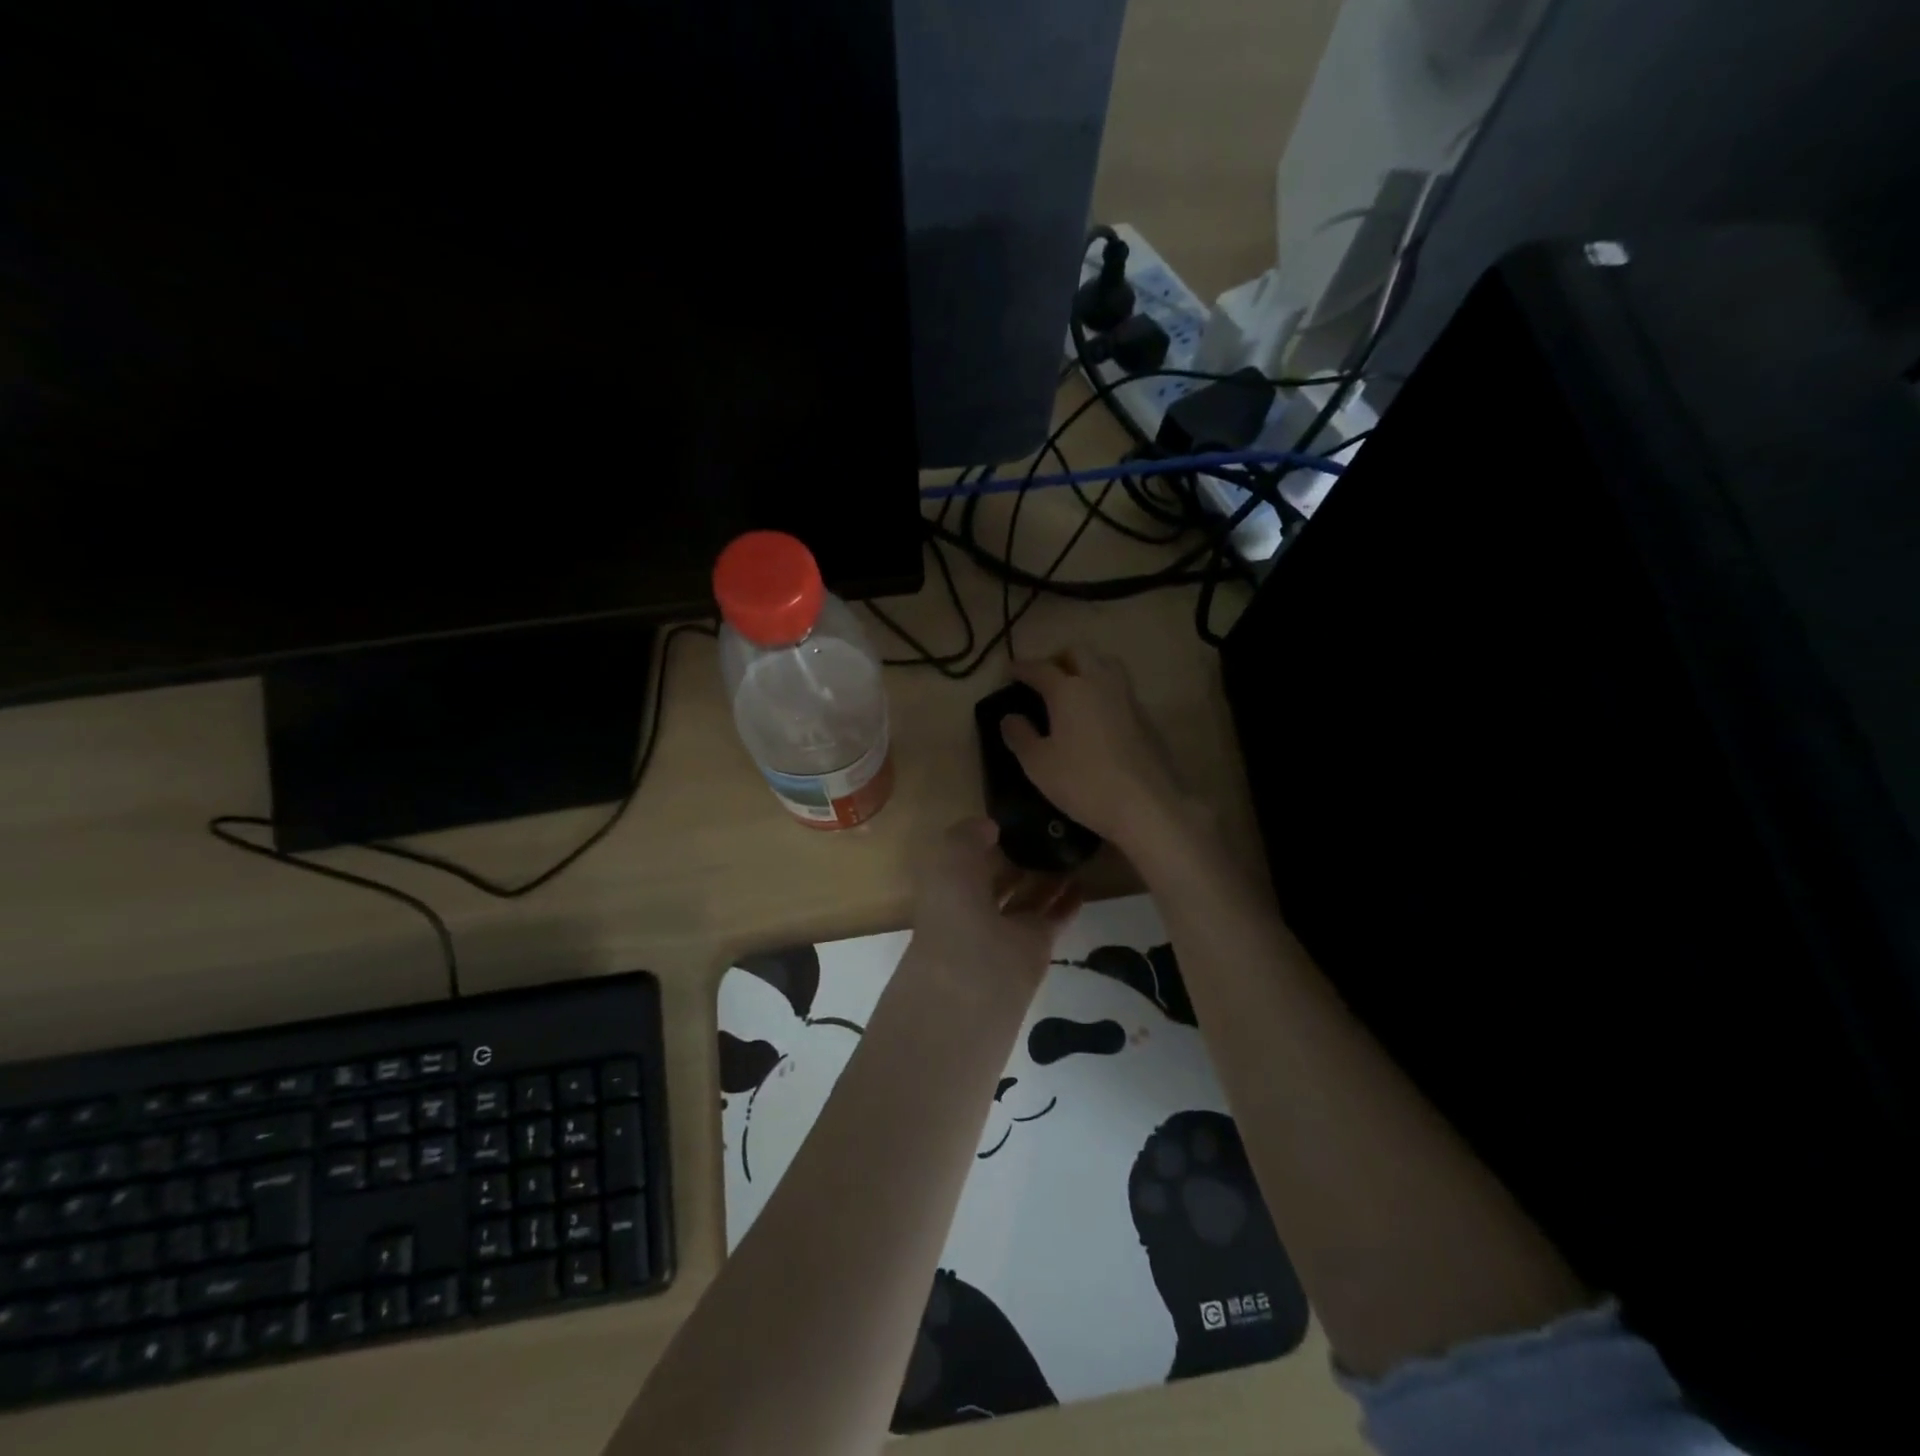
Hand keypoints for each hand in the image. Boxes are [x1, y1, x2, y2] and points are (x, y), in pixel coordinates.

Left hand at [908, 818, 1080, 996]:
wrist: (974, 986)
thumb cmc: (954, 913)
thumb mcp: (950, 860)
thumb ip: (968, 836)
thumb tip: (990, 826)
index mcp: (946, 887)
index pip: (966, 858)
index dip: (983, 838)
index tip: (1010, 816)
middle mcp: (974, 907)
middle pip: (999, 877)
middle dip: (1016, 856)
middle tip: (1046, 828)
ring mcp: (1007, 928)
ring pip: (1029, 896)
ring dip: (1048, 875)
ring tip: (1072, 846)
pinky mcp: (1037, 945)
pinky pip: (1055, 916)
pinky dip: (1069, 900)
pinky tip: (1085, 878)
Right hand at [1002, 649, 1194, 853]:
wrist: (1146, 805)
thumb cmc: (1083, 783)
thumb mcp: (1039, 765)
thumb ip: (1020, 736)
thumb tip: (1010, 718)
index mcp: (1068, 691)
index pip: (1040, 668)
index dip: (1022, 668)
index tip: (1010, 671)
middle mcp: (1099, 683)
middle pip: (1078, 653)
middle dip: (1057, 658)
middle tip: (1044, 676)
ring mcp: (1127, 697)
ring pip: (1106, 664)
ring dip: (1087, 667)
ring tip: (1073, 689)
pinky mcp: (1145, 716)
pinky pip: (1121, 689)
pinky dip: (1104, 690)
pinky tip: (1097, 714)